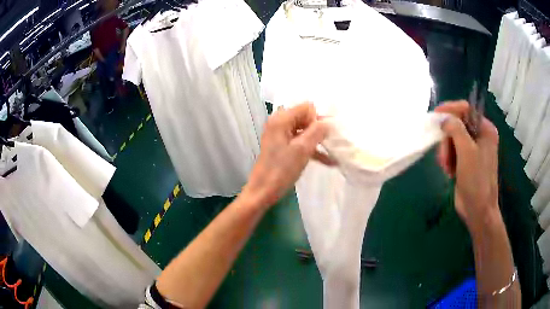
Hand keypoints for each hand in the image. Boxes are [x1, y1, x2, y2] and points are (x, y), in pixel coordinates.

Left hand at [242, 103, 333, 207]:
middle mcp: (279, 123)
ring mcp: (279, 135)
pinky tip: (328, 161)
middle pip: (305, 118)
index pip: (307, 107)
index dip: (317, 119)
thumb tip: (328, 122)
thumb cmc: (281, 170)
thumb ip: (317, 132)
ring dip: (318, 141)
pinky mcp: (281, 146)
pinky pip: (299, 142)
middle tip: (331, 142)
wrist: (262, 191)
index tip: (322, 136)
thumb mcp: (302, 150)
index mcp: (281, 119)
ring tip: (334, 152)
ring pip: (304, 131)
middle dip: (319, 129)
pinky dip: (311, 149)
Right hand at [435, 101, 500, 231]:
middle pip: (457, 125)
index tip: (435, 116)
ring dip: (446, 151)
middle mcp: (480, 136)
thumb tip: (444, 118)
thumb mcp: (467, 152)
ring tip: (447, 167)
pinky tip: (449, 171)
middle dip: (448, 139)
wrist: (478, 210)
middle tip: (443, 156)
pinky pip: (452, 151)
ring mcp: (473, 149)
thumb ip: (456, 129)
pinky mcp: (466, 160)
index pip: (466, 109)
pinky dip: (448, 159)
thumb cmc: (476, 180)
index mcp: (485, 129)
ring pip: (452, 138)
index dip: (450, 110)